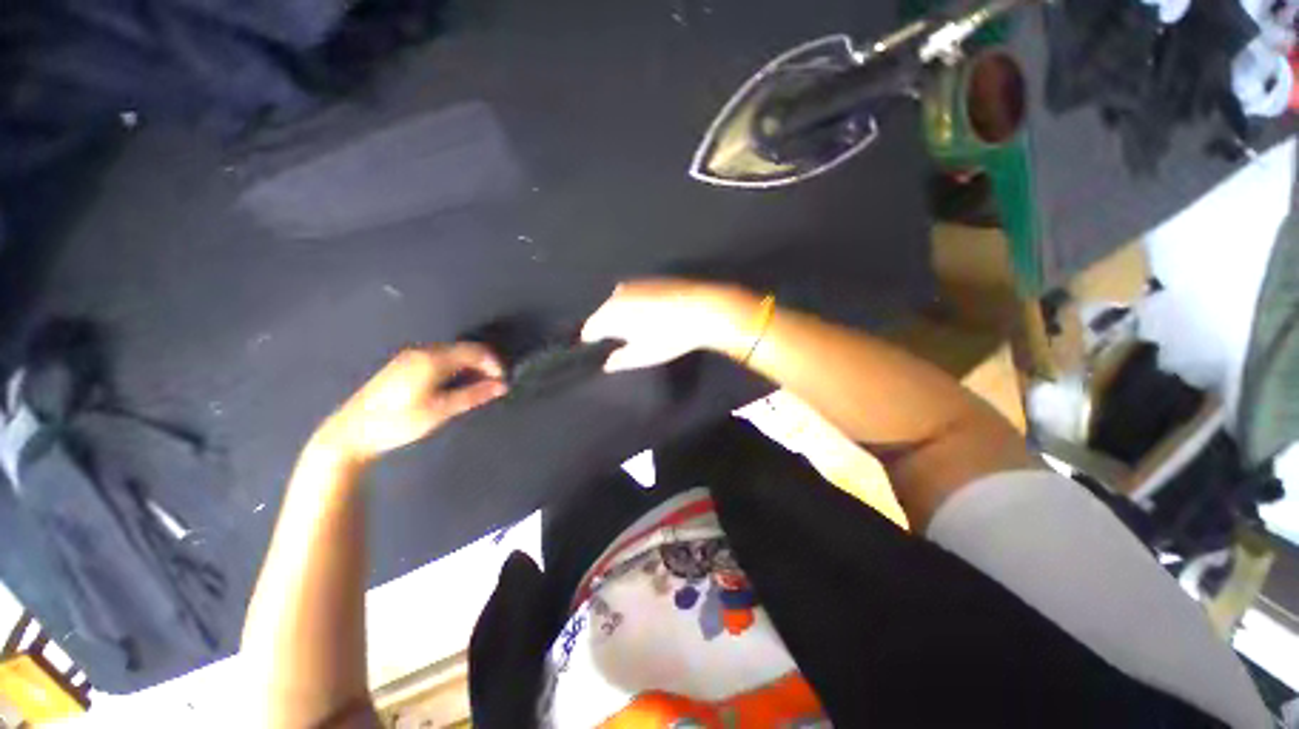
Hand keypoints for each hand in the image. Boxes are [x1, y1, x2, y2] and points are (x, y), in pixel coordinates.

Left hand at [313, 343, 506, 464]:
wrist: (351, 432)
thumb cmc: (399, 422)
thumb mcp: (440, 411)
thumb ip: (473, 395)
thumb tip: (502, 386)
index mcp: (433, 359)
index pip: (475, 351)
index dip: (494, 364)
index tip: (503, 382)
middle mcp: (423, 351)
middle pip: (464, 349)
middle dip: (483, 365)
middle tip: (493, 387)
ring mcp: (410, 356)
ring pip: (452, 354)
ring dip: (470, 367)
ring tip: (477, 388)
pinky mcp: (403, 365)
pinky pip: (439, 359)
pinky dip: (455, 368)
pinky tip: (454, 386)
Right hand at [581, 279, 758, 372]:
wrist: (701, 309)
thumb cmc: (668, 336)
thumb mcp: (643, 355)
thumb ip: (621, 360)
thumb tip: (608, 364)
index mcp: (610, 314)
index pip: (591, 327)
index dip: (590, 337)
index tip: (591, 343)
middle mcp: (618, 296)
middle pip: (603, 312)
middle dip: (605, 324)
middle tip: (613, 337)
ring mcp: (635, 285)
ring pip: (619, 301)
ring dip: (620, 312)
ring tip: (632, 326)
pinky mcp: (651, 280)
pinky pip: (634, 294)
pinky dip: (635, 303)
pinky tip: (649, 313)